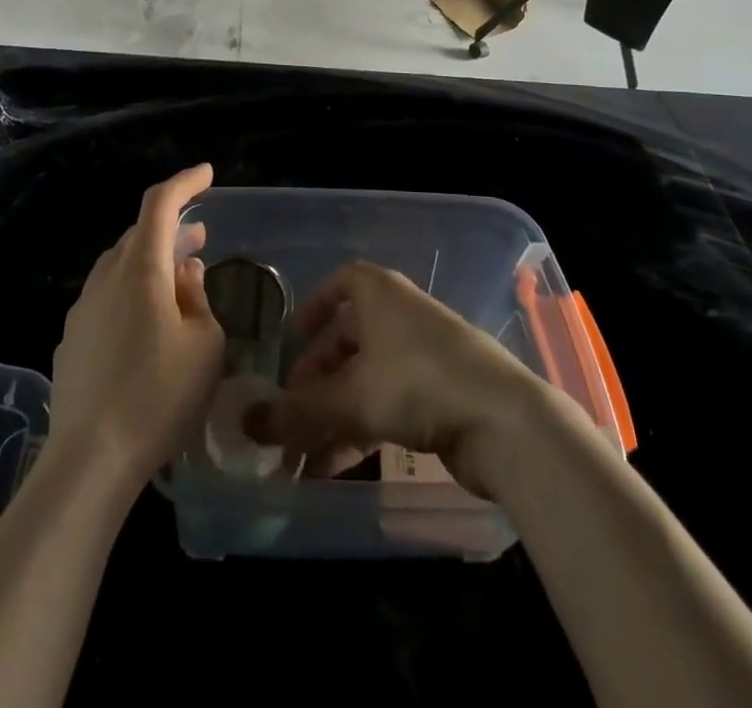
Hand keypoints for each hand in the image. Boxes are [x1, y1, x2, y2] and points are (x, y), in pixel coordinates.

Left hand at [45, 164, 225, 498]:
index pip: (160, 204)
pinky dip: (132, 291)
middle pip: (139, 235)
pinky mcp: (71, 339)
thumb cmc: (159, 397)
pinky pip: (107, 297)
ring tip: (178, 275)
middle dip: (171, 228)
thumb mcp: (204, 346)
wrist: (89, 459)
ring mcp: (83, 308)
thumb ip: (198, 298)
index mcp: (140, 269)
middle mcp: (106, 278)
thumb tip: (186, 272)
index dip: (185, 183)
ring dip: (151, 261)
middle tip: (200, 235)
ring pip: (120, 266)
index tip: (207, 173)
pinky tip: (146, 323)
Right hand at [246, 261, 555, 497]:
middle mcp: (401, 317)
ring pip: (366, 378)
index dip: (315, 305)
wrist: (505, 422)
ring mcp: (425, 356)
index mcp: (380, 295)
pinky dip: (361, 429)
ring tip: (303, 455)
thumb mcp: (350, 398)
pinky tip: (336, 468)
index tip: (292, 337)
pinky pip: (388, 404)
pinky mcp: (442, 395)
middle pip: (349, 339)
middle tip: (290, 412)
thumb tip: (245, 424)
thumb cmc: (418, 382)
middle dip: (316, 377)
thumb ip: (297, 413)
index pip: (343, 282)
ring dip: (334, 414)